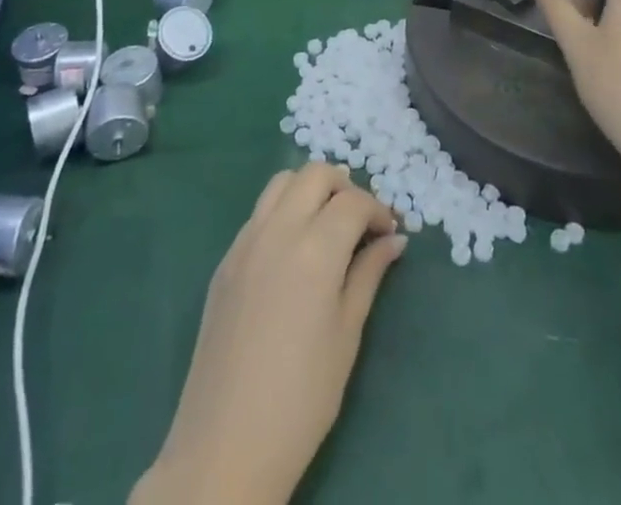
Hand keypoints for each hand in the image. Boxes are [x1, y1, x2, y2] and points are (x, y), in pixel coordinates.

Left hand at [132, 164, 405, 504]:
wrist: (225, 446)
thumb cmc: (301, 398)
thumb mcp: (347, 335)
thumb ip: (369, 275)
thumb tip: (395, 239)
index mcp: (315, 249)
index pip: (353, 201)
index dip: (378, 209)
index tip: (390, 231)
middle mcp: (278, 230)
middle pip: (315, 174)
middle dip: (344, 186)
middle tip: (360, 221)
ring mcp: (245, 241)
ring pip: (282, 182)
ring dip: (310, 189)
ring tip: (327, 225)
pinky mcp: (225, 260)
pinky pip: (259, 213)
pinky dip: (283, 211)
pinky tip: (293, 251)